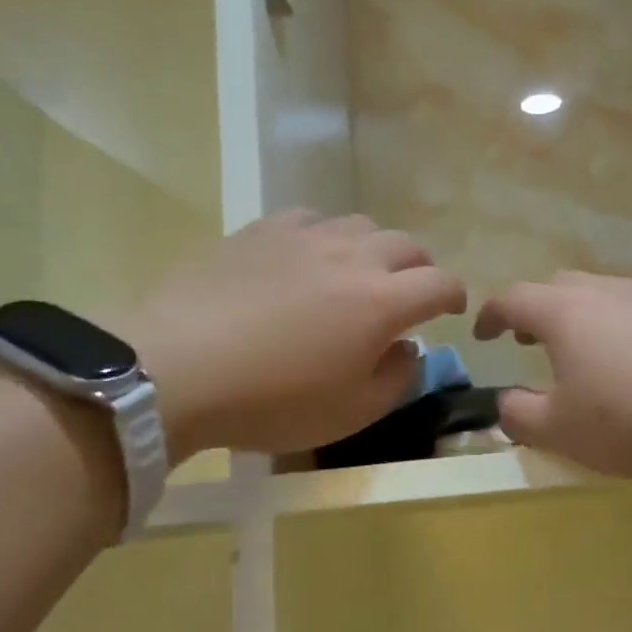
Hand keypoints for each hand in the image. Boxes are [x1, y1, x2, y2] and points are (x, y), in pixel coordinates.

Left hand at [128, 211, 465, 456]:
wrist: (176, 368)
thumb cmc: (273, 401)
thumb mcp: (352, 412)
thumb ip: (398, 378)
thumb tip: (409, 348)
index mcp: (383, 302)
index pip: (441, 283)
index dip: (454, 297)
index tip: (450, 312)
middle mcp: (353, 257)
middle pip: (407, 244)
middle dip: (419, 268)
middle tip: (407, 295)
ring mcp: (304, 236)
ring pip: (360, 224)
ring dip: (374, 249)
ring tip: (356, 274)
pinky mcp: (260, 230)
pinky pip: (310, 219)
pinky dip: (324, 236)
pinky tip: (305, 259)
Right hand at [473, 273, 631, 477]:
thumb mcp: (561, 431)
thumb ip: (519, 417)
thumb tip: (504, 404)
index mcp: (564, 312)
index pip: (512, 299)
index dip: (490, 315)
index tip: (482, 335)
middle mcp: (605, 291)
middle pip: (558, 287)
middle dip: (536, 311)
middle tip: (529, 342)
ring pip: (602, 296)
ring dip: (580, 319)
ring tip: (582, 355)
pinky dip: (621, 331)